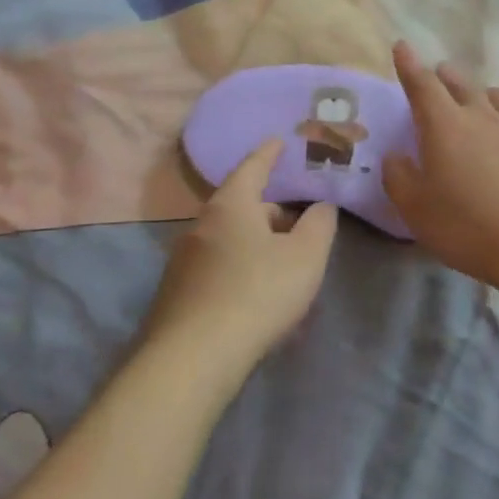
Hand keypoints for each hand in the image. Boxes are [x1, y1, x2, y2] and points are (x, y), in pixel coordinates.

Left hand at [146, 141, 338, 373]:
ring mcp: (183, 261)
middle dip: (269, 210)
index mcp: (230, 206)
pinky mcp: (177, 294)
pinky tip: (255, 294)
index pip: (252, 168)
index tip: (278, 140)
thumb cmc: (257, 293)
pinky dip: (239, 268)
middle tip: (297, 223)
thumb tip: (320, 207)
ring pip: (227, 239)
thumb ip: (319, 225)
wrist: (193, 358)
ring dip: (254, 243)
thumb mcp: (306, 257)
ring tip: (281, 263)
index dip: (268, 154)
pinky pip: (216, 267)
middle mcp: (200, 225)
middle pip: (240, 206)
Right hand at [383, 42, 498, 292]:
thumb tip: (395, 155)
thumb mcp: (416, 209)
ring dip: (483, 93)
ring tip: (480, 98)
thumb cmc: (468, 226)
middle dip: (446, 75)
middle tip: (439, 72)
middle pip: (463, 84)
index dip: (409, 65)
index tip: (402, 46)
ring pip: (498, 98)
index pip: (422, 85)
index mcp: (445, 126)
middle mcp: (483, 118)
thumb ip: (399, 178)